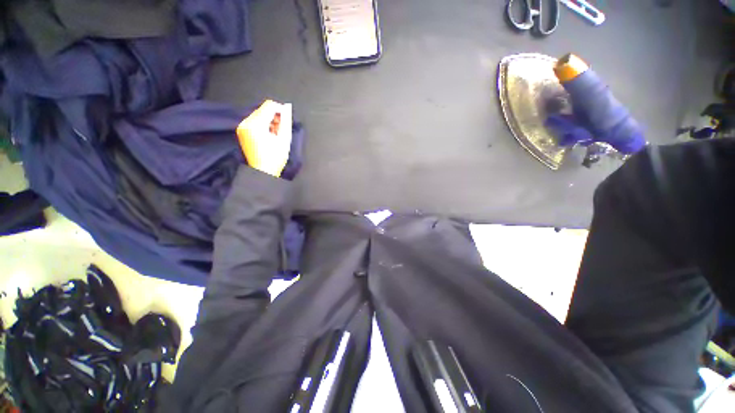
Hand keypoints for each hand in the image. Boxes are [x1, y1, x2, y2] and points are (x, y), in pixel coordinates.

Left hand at [236, 100, 292, 176]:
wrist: (263, 171)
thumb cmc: (275, 158)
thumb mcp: (284, 139)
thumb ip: (286, 122)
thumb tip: (287, 109)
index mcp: (256, 124)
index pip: (269, 106)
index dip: (281, 109)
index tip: (287, 117)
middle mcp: (246, 123)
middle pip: (263, 110)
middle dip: (275, 116)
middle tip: (282, 128)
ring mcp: (243, 127)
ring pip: (259, 115)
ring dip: (270, 121)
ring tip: (276, 133)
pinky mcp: (242, 132)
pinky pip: (254, 122)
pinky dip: (264, 125)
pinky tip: (269, 135)